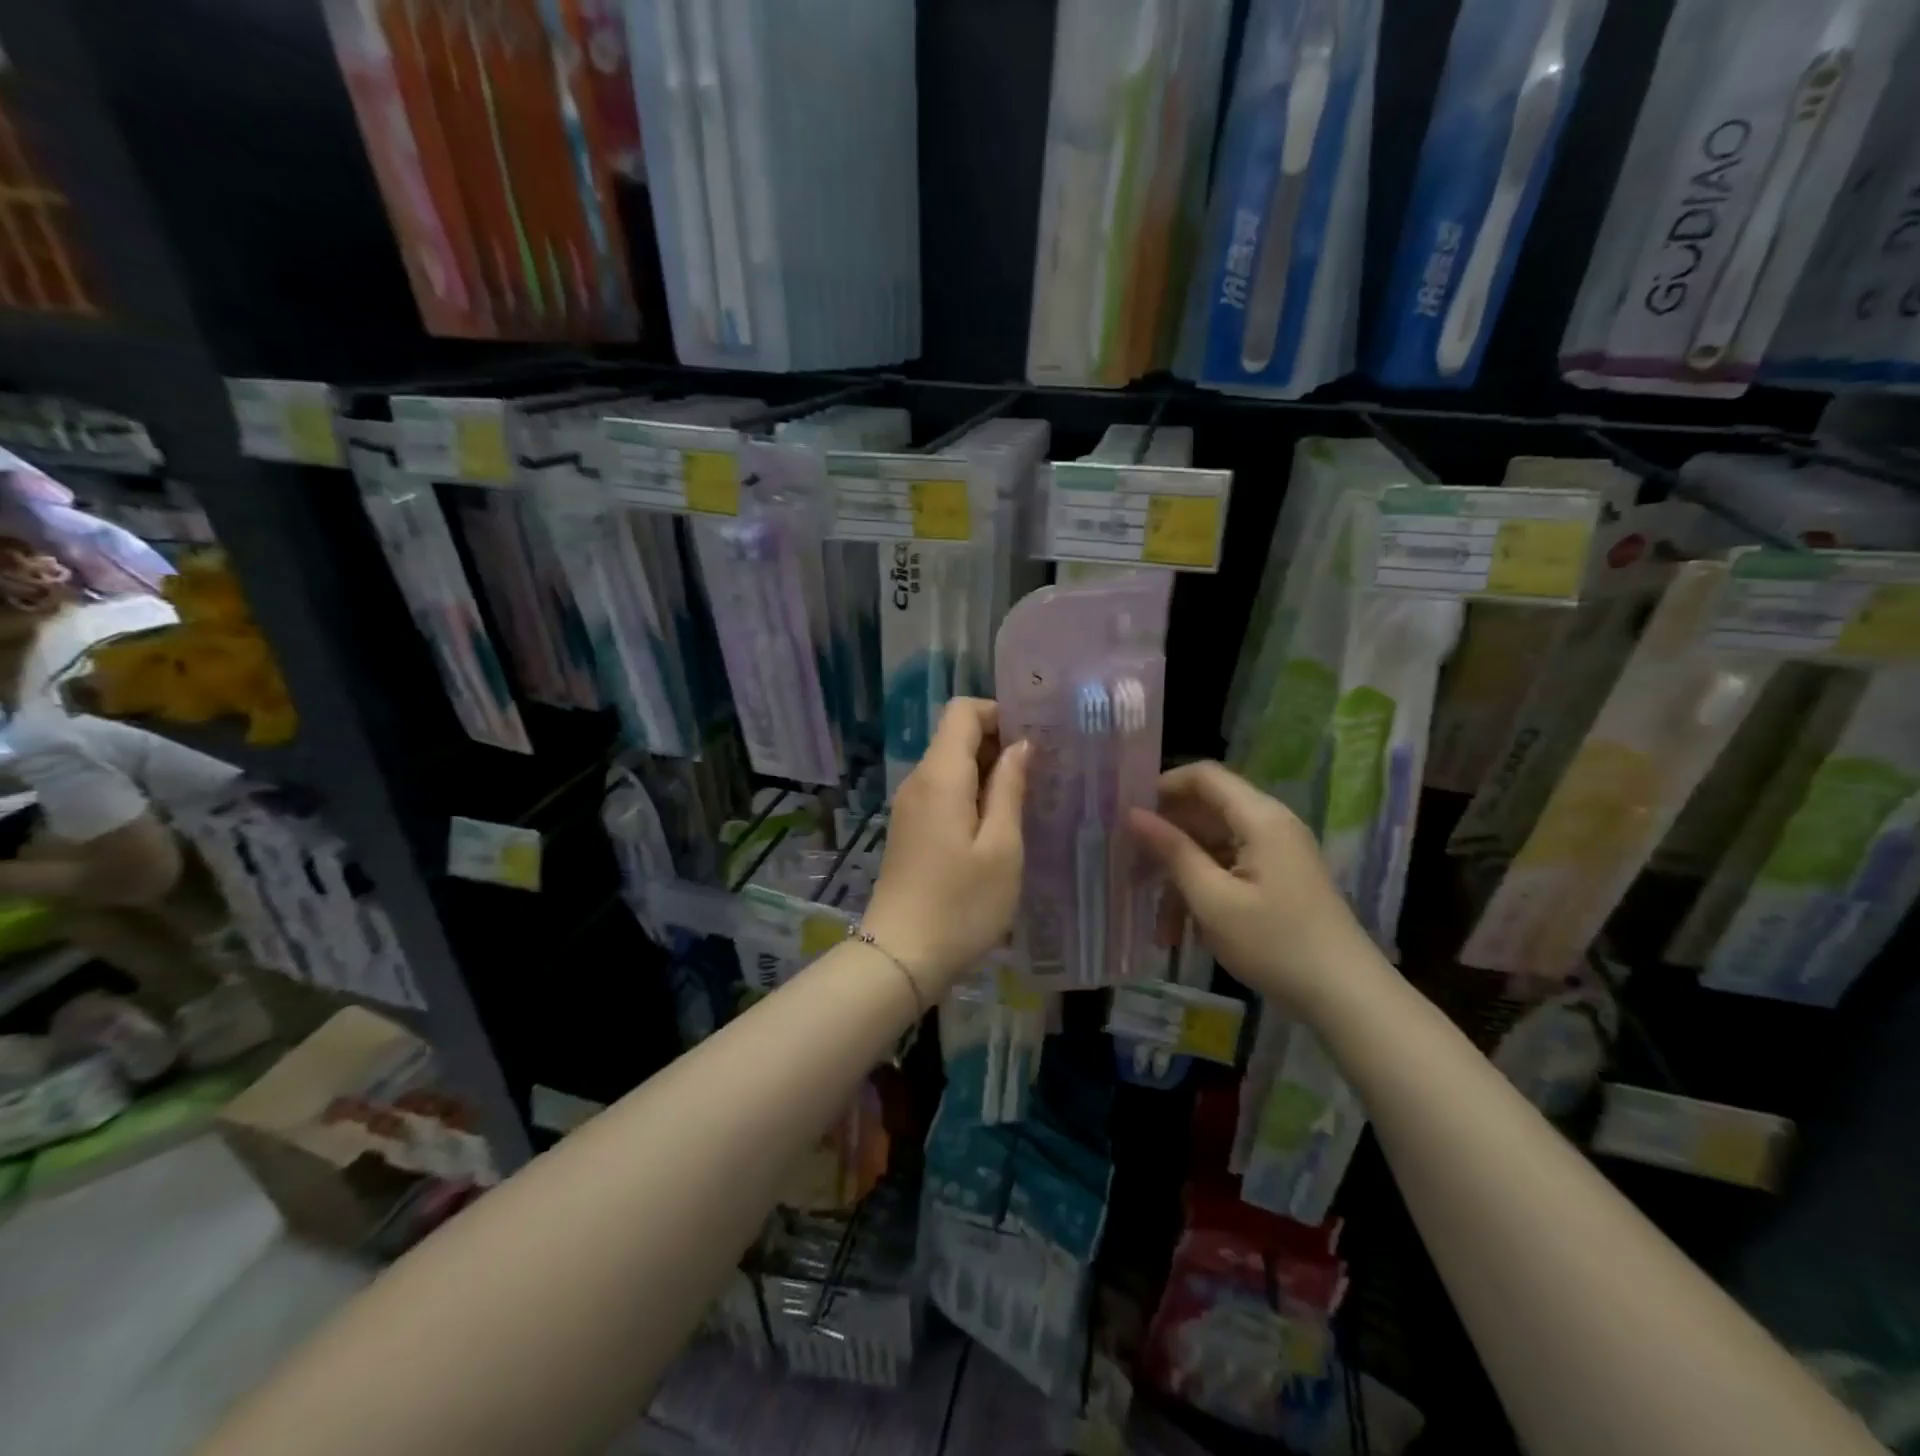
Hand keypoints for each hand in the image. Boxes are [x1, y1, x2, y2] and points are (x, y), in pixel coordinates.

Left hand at [863, 698, 1028, 992]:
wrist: (900, 956)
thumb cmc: (961, 904)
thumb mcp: (1001, 847)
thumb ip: (1009, 789)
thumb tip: (1020, 745)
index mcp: (940, 776)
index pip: (962, 711)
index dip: (999, 713)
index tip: (1035, 739)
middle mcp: (918, 780)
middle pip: (955, 736)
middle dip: (998, 743)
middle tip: (1042, 771)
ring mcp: (909, 806)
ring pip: (950, 766)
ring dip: (987, 772)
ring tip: (1027, 799)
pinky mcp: (909, 829)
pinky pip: (942, 793)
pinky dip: (971, 795)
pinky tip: (998, 826)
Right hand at [1128, 761, 1374, 1015]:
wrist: (1346, 997)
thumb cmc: (1275, 943)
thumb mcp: (1212, 899)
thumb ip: (1172, 851)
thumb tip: (1133, 814)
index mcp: (1259, 817)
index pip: (1204, 776)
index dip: (1163, 786)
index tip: (1127, 814)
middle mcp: (1270, 824)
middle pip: (1205, 812)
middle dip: (1166, 840)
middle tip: (1129, 869)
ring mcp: (1276, 853)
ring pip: (1212, 847)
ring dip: (1181, 877)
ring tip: (1158, 924)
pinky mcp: (1277, 878)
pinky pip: (1229, 869)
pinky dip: (1203, 892)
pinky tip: (1183, 932)